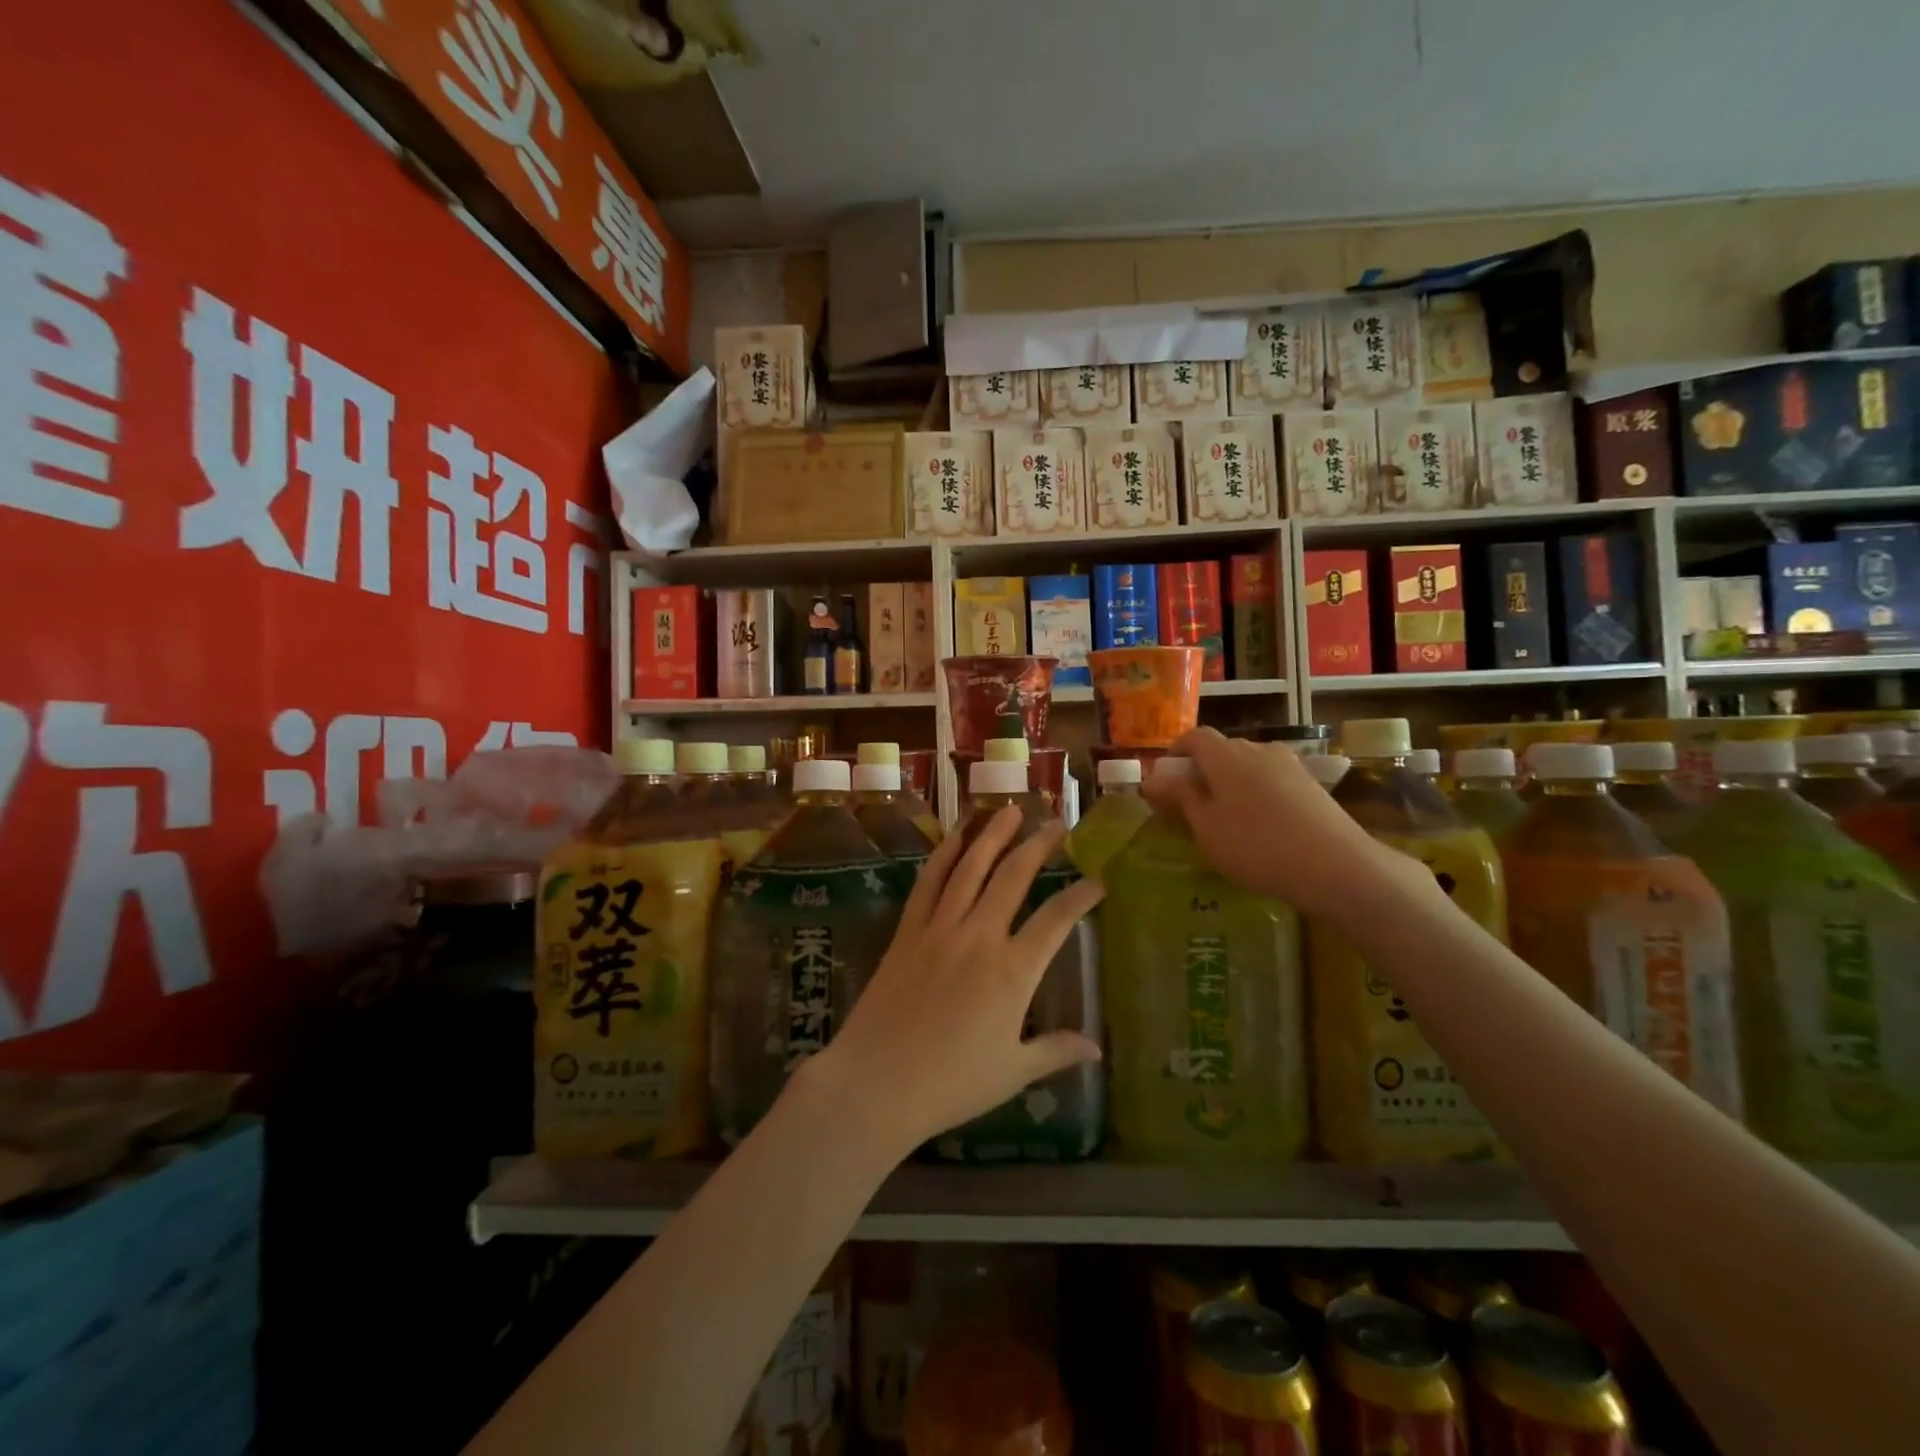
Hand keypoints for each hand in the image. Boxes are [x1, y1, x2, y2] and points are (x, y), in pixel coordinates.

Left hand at [802, 807, 1104, 1159]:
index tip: (1099, 879)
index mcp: (1013, 971)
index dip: (1081, 895)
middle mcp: (979, 936)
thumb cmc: (951, 1083)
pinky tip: (955, 836)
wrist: (877, 1082)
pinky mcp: (908, 930)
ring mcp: (940, 928)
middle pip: (1013, 877)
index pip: (1057, 919)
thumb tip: (1095, 1050)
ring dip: (992, 835)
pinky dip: (944, 854)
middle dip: (1039, 846)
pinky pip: (929, 882)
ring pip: (970, 867)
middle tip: (1056, 823)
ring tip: (1009, 811)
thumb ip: (1055, 1051)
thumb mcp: (1013, 1072)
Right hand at [1139, 727, 1393, 917]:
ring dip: (1232, 782)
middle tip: (1192, 804)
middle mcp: (1258, 749)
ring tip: (1228, 818)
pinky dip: (1257, 793)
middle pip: (1222, 749)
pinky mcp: (1311, 784)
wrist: (1336, 865)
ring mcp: (1289, 765)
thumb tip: (1152, 779)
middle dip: (1203, 770)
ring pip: (1249, 765)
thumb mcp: (1206, 827)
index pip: (1194, 736)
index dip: (1176, 751)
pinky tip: (1262, 826)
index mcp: (1226, 755)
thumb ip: (1180, 798)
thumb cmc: (1256, 846)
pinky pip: (1272, 780)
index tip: (1166, 777)